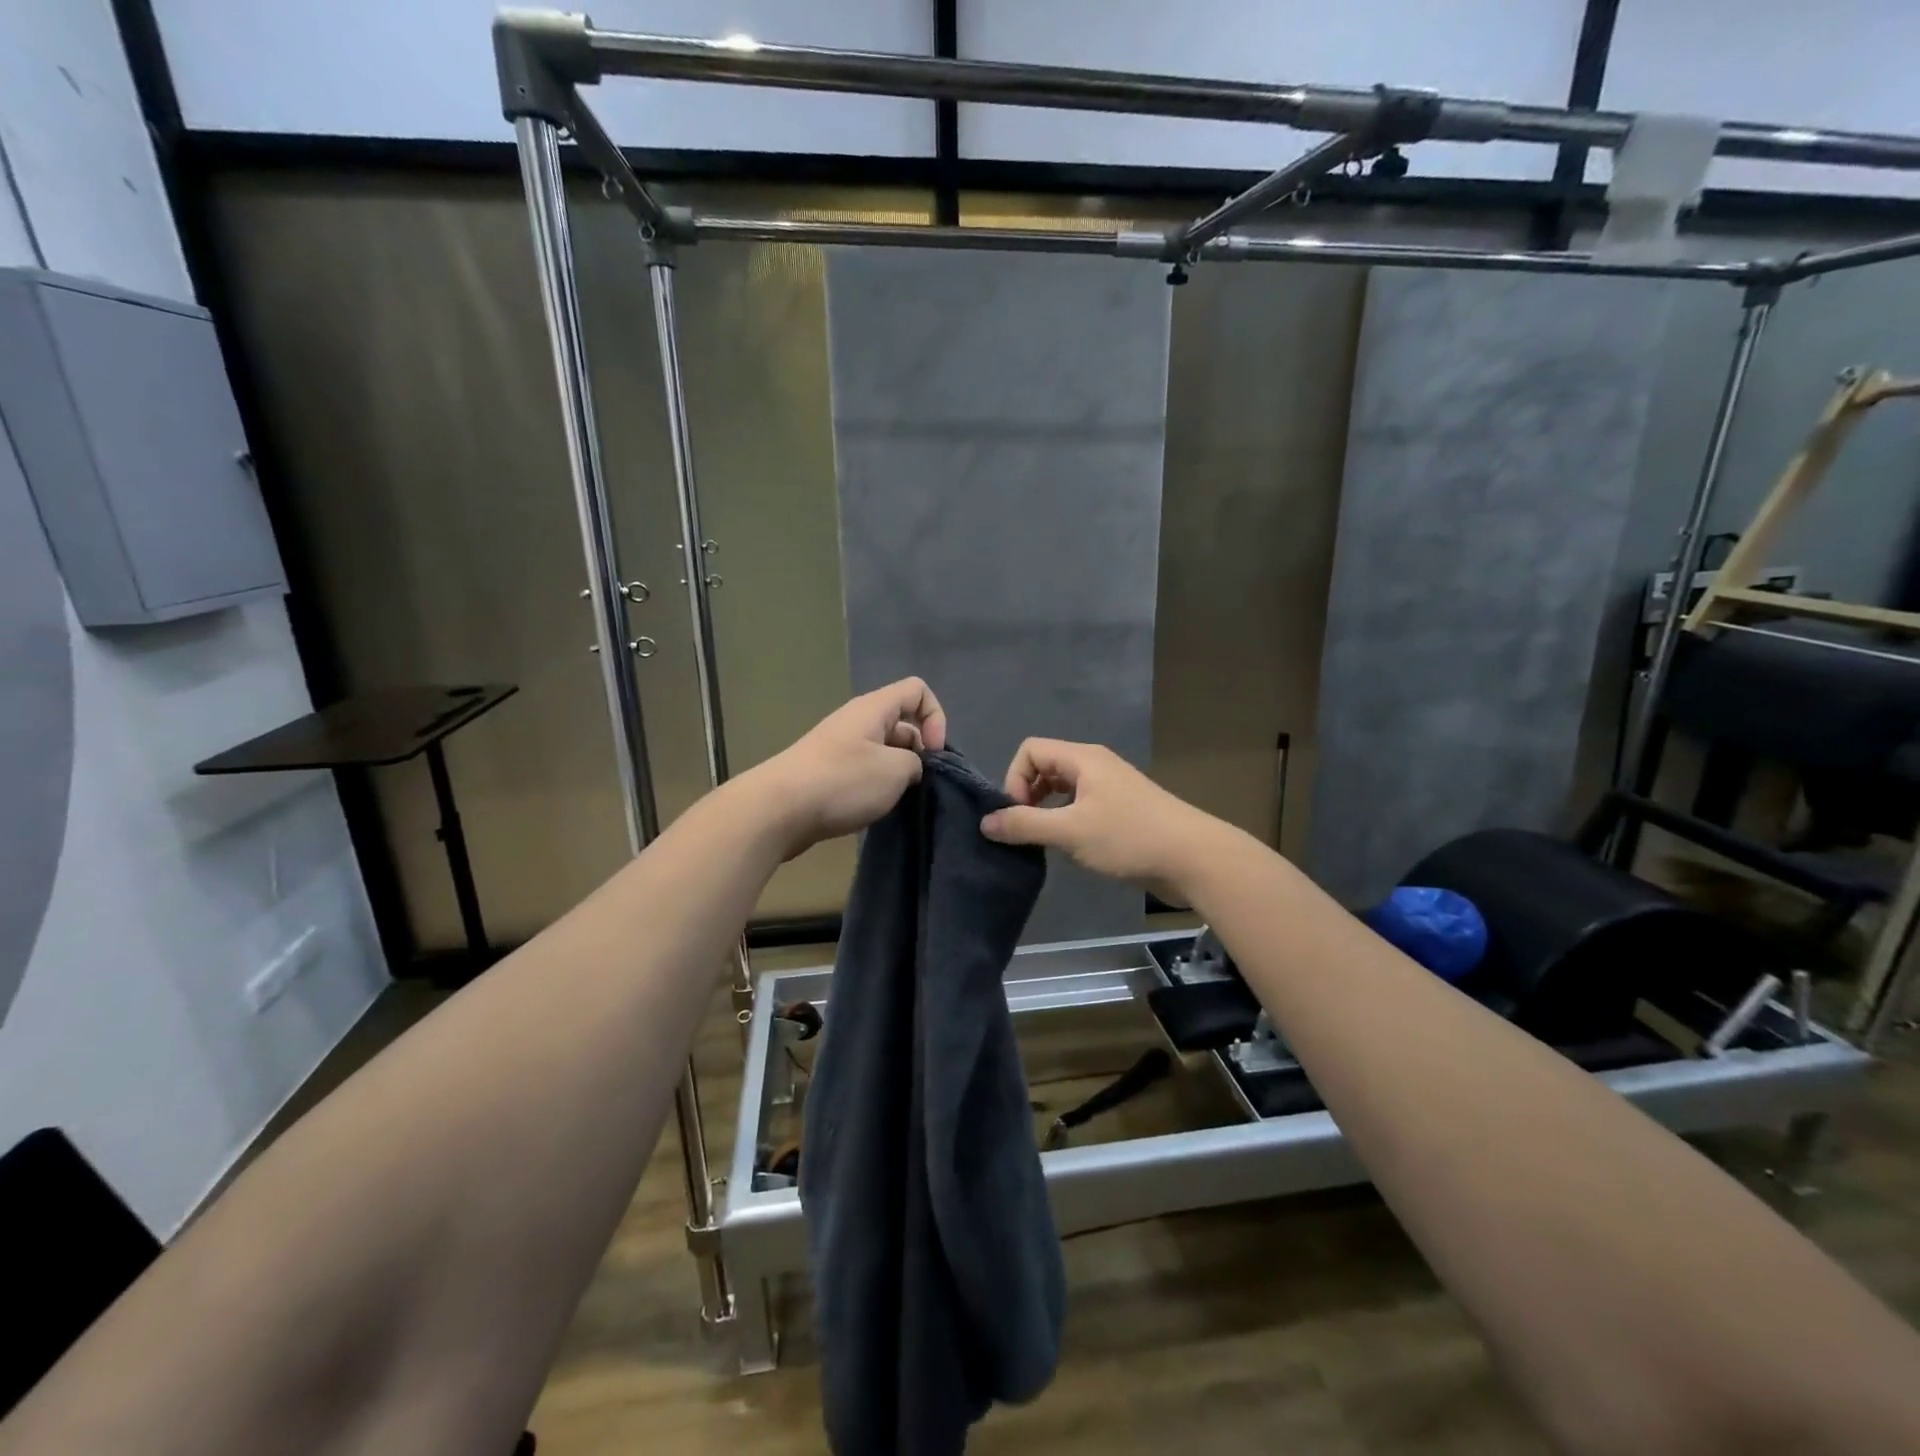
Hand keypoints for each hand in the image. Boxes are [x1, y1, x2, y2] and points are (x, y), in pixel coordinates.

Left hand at [751, 678, 946, 856]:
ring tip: (897, 800)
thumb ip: (915, 762)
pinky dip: (876, 786)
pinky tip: (875, 808)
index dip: (936, 717)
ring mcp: (840, 746)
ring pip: (884, 750)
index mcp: (874, 708)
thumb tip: (909, 767)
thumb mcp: (895, 770)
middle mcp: (856, 721)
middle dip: (919, 751)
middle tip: (919, 784)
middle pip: (902, 722)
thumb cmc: (842, 782)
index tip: (934, 753)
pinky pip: (864, 770)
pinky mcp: (828, 772)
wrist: (778, 810)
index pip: (917, 690)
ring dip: (897, 773)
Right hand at [979, 738, 1222, 889]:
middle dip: (1027, 795)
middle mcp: (1095, 764)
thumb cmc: (1128, 837)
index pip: (1030, 750)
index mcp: (1082, 758)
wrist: (1194, 858)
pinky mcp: (1122, 809)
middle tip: (1026, 829)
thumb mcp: (1069, 832)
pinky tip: (1071, 845)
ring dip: (1046, 810)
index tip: (1017, 814)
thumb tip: (985, 822)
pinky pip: (1080, 804)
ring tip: (1045, 840)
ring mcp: (1110, 786)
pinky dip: (1066, 819)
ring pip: (1063, 788)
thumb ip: (1024, 825)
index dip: (1014, 779)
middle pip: (1045, 766)